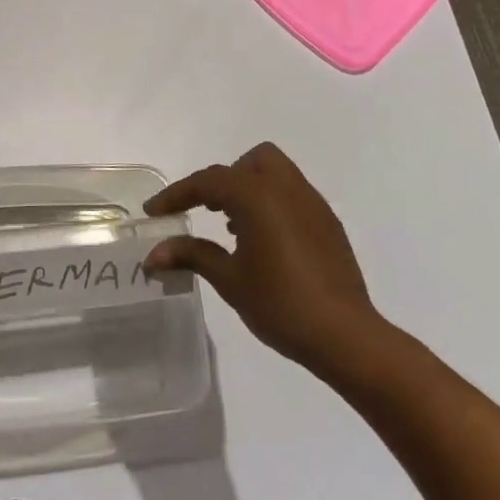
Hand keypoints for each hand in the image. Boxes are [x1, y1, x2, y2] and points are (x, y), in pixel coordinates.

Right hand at [144, 142, 389, 383]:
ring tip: (235, 228)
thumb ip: (191, 256)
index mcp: (257, 196)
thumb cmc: (281, 305)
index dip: (176, 195)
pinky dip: (272, 204)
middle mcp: (286, 189)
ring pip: (275, 173)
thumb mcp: (229, 280)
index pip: (208, 182)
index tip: (153, 211)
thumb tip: (152, 254)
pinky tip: (266, 243)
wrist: (347, 337)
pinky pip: (293, 195)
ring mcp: (312, 204)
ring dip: (249, 188)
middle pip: (249, 162)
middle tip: (208, 210)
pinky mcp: (328, 223)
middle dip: (224, 180)